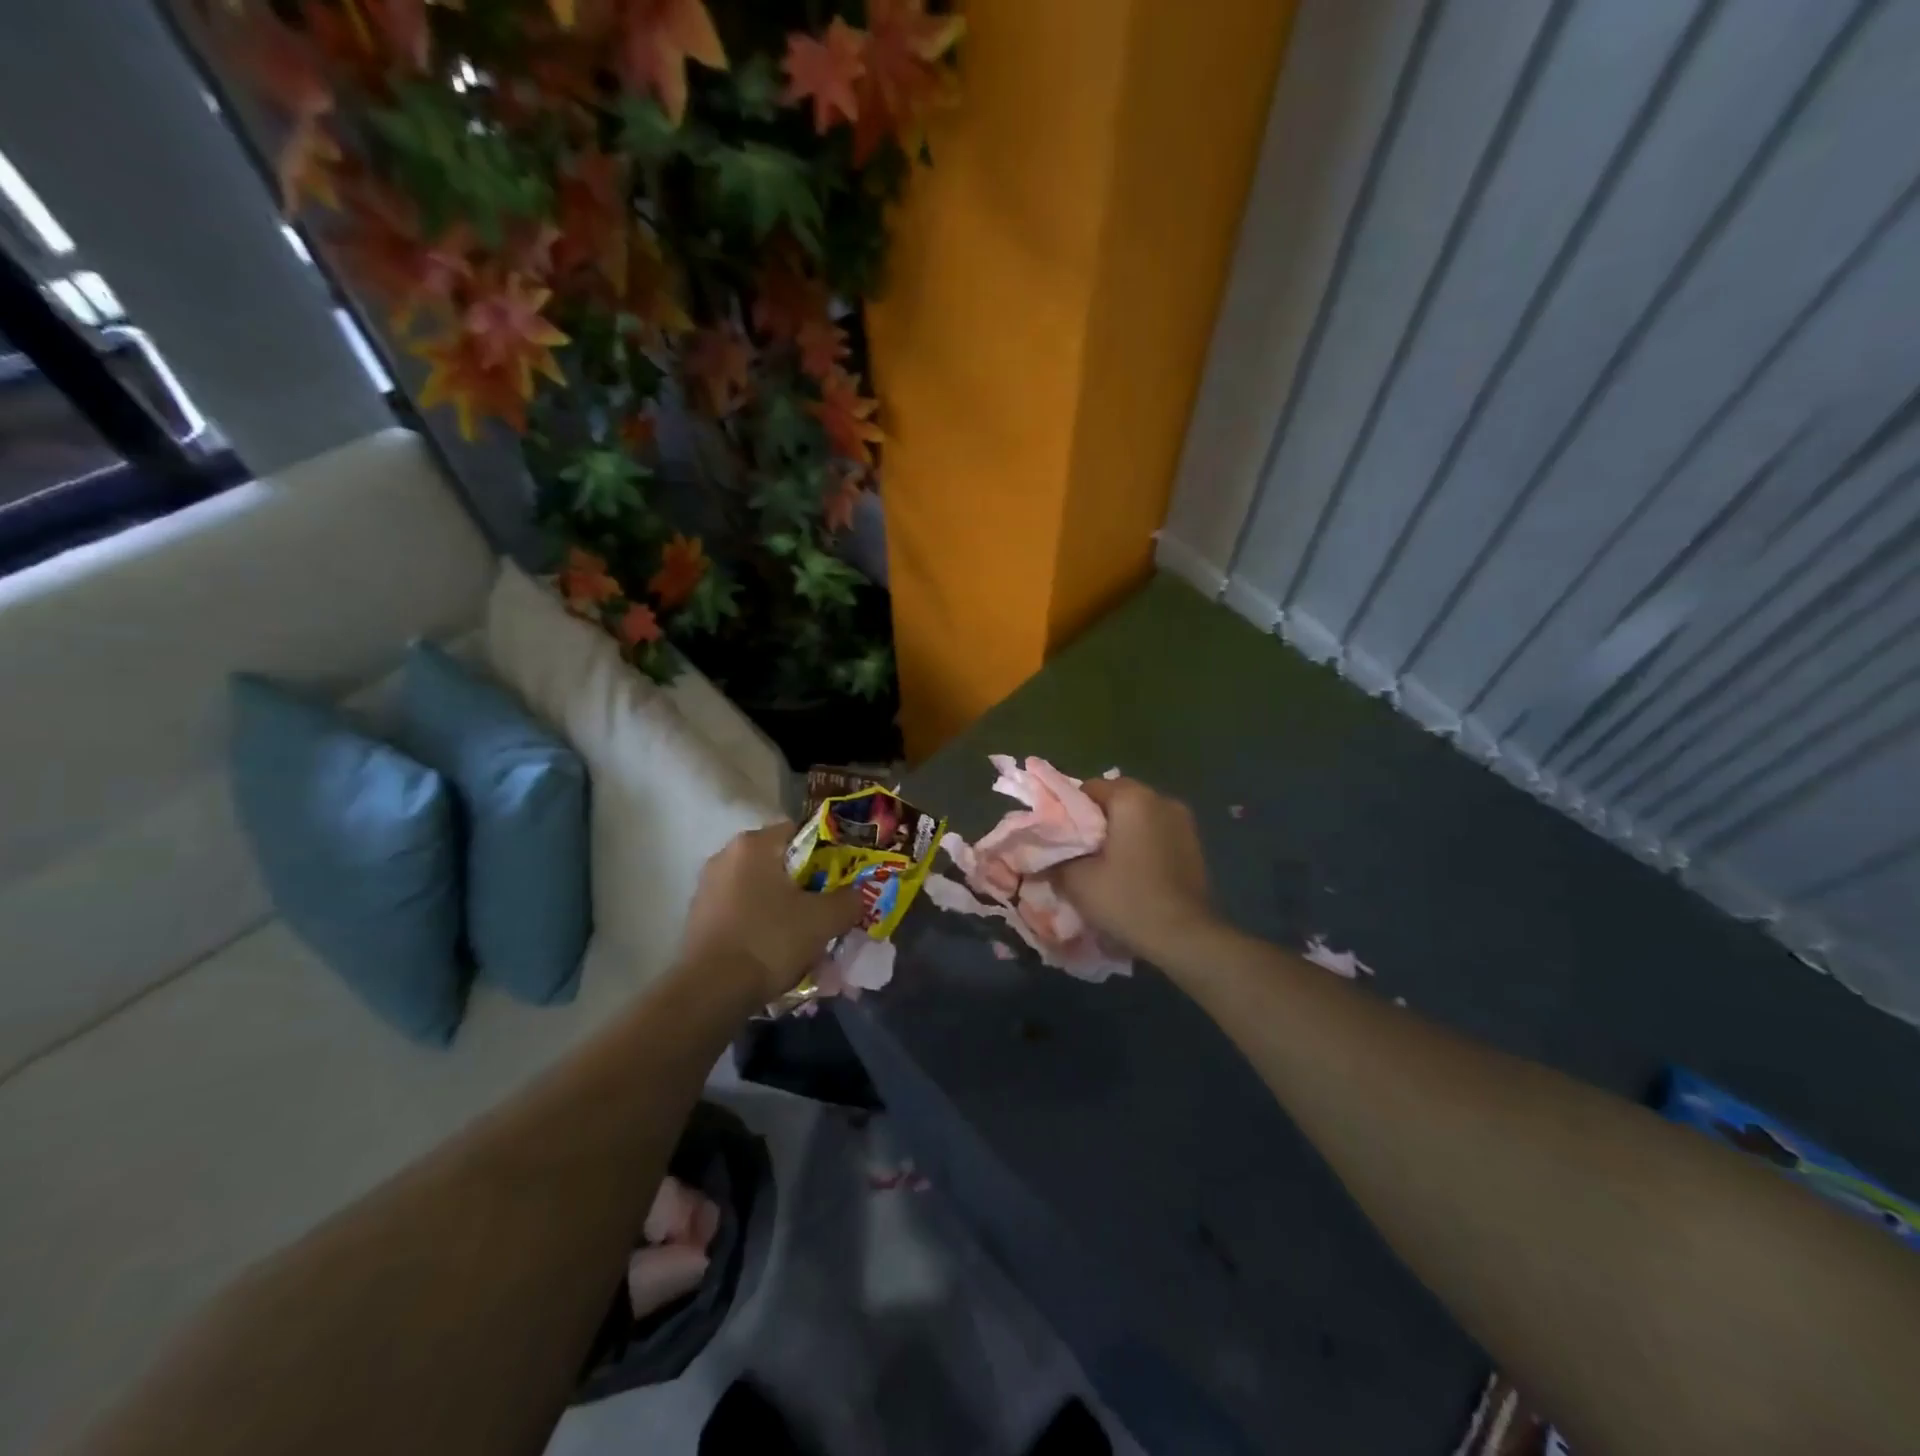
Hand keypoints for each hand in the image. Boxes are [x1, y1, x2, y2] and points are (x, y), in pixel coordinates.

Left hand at [678, 823, 864, 1003]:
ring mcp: (707, 888)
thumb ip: (849, 900)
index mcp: (754, 844)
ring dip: (783, 907)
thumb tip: (859, 895)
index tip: (843, 878)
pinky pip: (742, 912)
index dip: (828, 853)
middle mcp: (725, 856)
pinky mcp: (698, 918)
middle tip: (828, 909)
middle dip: (806, 885)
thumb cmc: (769, 941)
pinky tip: (776, 951)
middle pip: (780, 863)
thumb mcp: (824, 920)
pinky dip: (761, 925)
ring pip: (760, 890)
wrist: (710, 992)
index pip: (800, 832)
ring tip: (805, 936)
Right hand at [1048, 777, 1214, 960]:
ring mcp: (1184, 821)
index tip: (1062, 838)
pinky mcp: (1195, 844)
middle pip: (1117, 800)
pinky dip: (1142, 845)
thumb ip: (1055, 858)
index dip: (1070, 811)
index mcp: (1132, 798)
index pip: (1090, 788)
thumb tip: (1045, 854)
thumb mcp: (1077, 880)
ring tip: (1107, 864)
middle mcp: (1161, 799)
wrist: (1185, 937)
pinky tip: (1134, 873)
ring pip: (1139, 817)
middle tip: (1081, 852)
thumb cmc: (1127, 899)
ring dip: (1122, 832)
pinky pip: (1158, 833)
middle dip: (1097, 821)